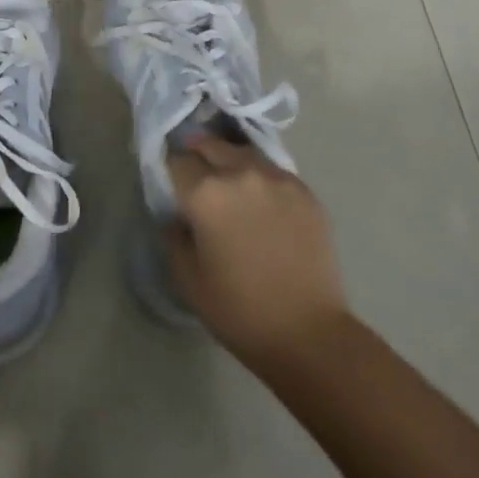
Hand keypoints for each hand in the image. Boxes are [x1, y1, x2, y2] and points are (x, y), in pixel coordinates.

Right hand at [164, 132, 349, 365]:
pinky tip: (261, 200)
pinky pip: (273, 171)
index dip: (170, 169)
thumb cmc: (239, 310)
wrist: (308, 333)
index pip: (177, 160)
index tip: (170, 180)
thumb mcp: (187, 278)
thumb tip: (177, 214)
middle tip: (196, 174)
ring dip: (230, 160)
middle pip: (210, 144)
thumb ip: (174, 235)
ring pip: (243, 152)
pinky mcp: (305, 191)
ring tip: (228, 181)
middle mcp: (241, 173)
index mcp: (206, 193)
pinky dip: (260, 177)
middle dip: (198, 154)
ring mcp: (277, 178)